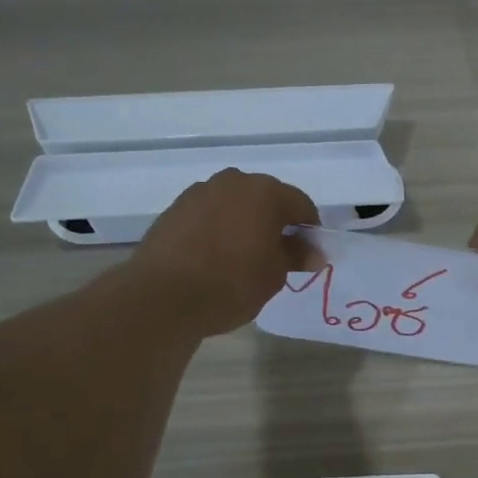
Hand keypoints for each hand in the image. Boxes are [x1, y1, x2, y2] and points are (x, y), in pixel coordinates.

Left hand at [132, 169, 319, 335]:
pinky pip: (210, 215)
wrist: (163, 296)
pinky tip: (218, 257)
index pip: (300, 204)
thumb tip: (314, 252)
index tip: (310, 255)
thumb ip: (295, 256)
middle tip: (280, 255)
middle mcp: (233, 182)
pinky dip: (220, 229)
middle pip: (266, 198)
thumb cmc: (231, 284)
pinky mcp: (175, 209)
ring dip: (246, 223)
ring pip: (235, 204)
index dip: (310, 229)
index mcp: (265, 192)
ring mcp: (200, 192)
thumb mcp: (274, 275)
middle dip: (277, 222)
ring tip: (246, 257)